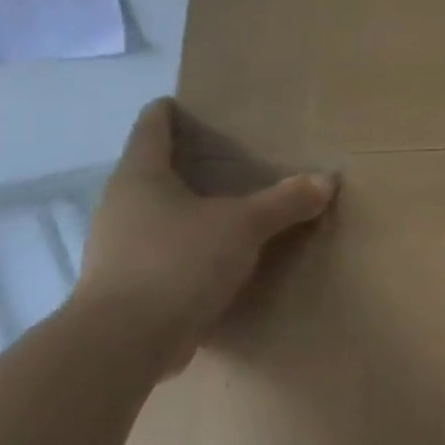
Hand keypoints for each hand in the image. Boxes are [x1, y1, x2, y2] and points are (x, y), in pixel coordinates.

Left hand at [71, 98, 336, 372]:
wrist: (124, 342)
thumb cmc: (178, 262)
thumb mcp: (243, 226)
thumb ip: (285, 201)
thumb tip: (327, 180)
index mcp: (141, 178)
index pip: (150, 131)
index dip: (165, 114)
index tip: (176, 103)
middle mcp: (121, 207)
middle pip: (150, 174)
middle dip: (182, 165)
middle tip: (221, 158)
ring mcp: (117, 250)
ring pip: (156, 217)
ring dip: (185, 211)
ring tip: (225, 209)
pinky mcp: (127, 287)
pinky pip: (162, 254)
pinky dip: (187, 249)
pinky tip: (215, 259)